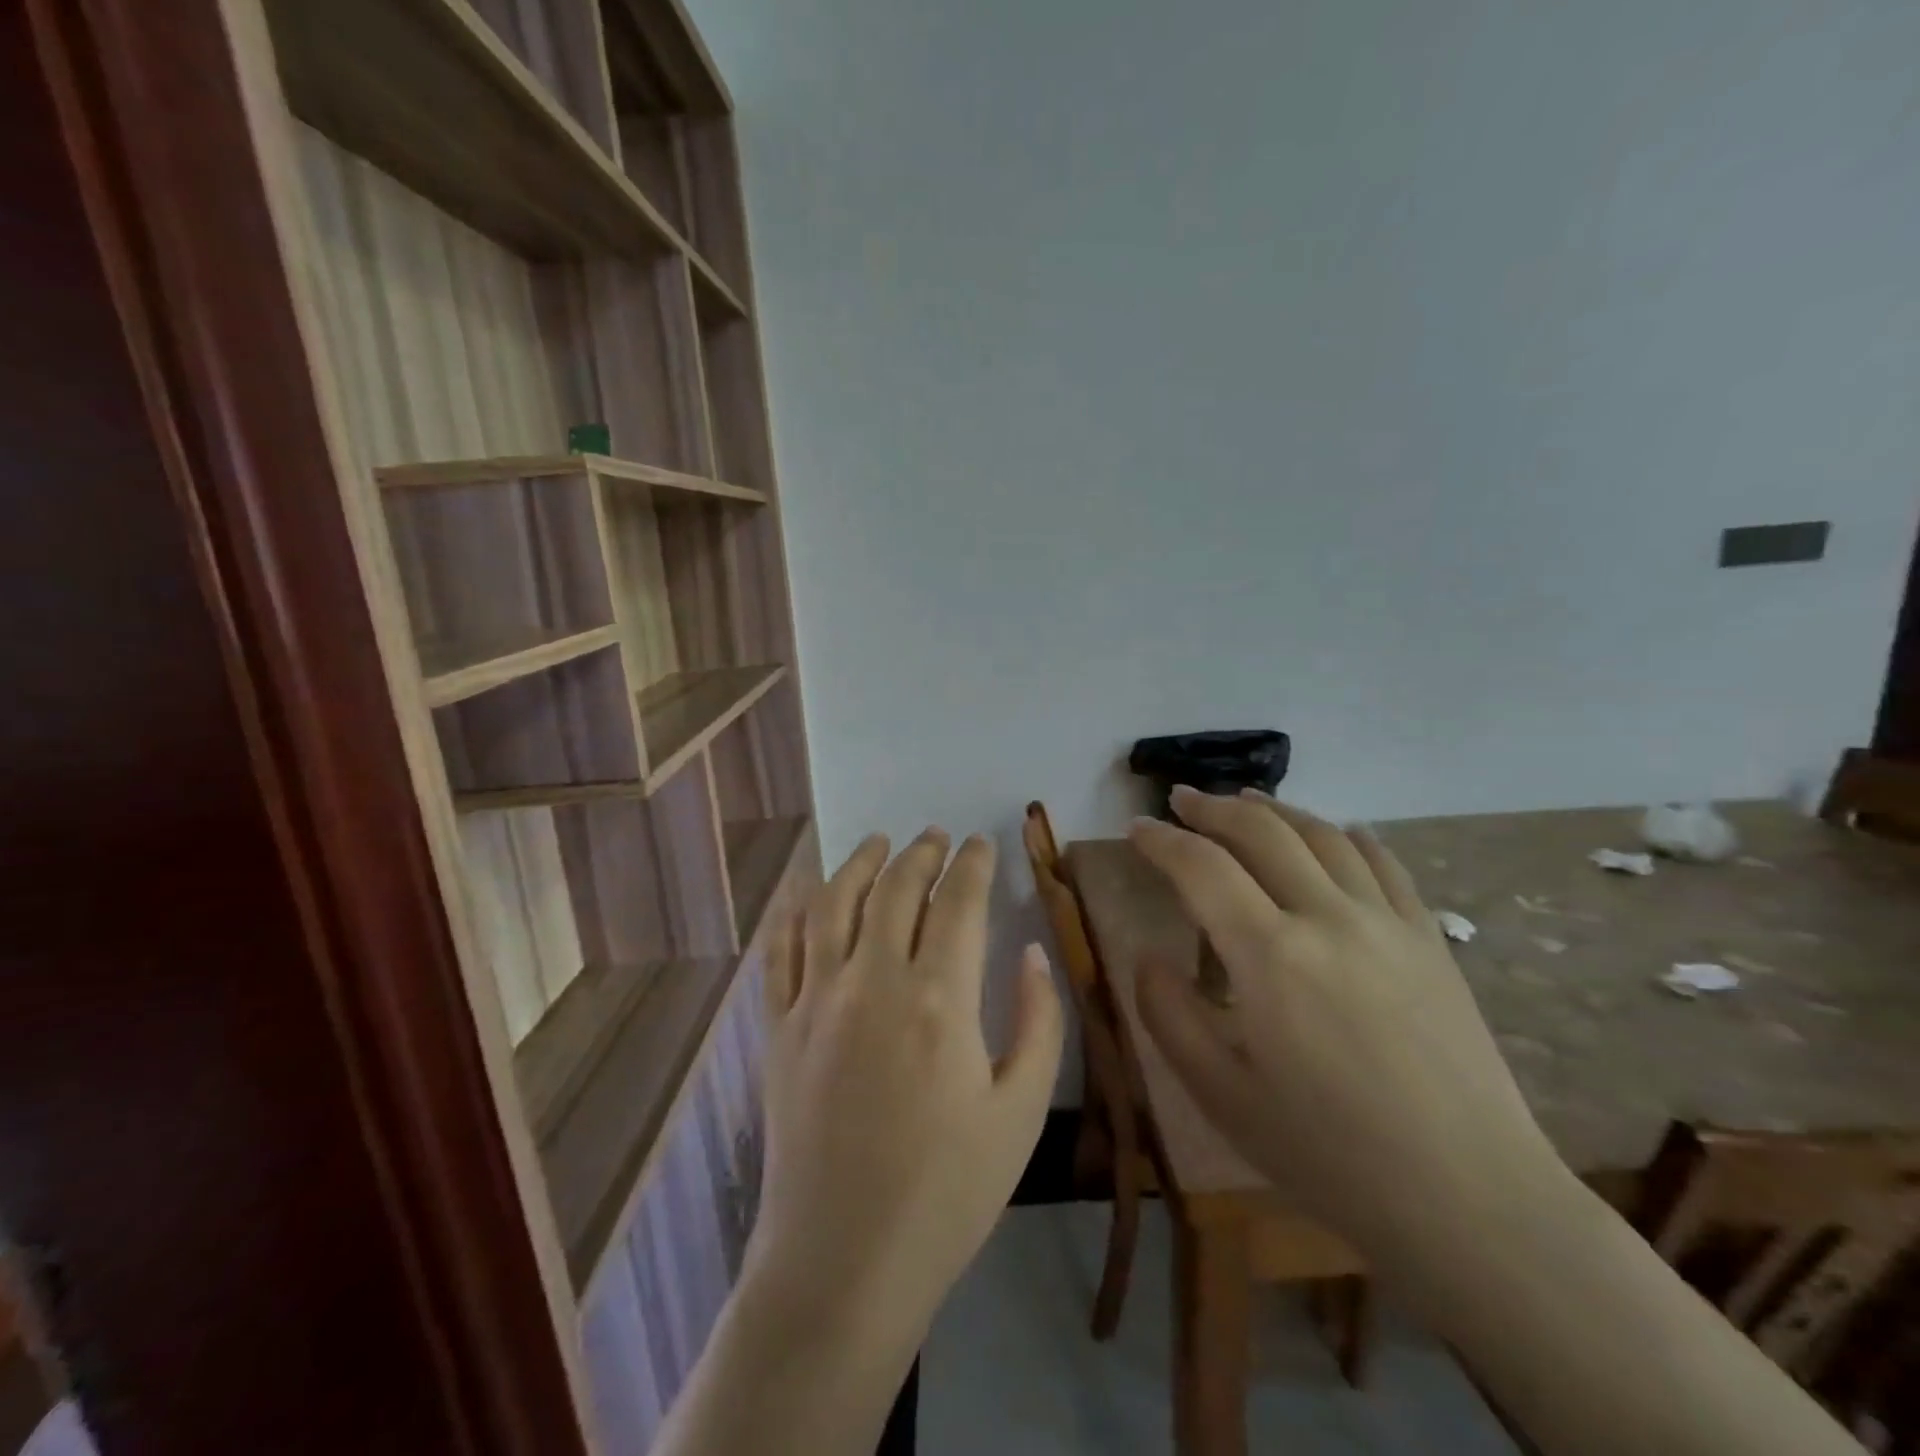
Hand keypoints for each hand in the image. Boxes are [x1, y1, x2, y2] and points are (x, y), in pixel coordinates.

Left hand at [746, 830, 1063, 1339]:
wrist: (843, 1264)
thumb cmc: (947, 1193)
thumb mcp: (1021, 1113)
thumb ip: (1039, 1022)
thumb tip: (1031, 953)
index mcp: (938, 999)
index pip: (958, 902)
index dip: (973, 864)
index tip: (980, 844)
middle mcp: (872, 981)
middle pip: (895, 889)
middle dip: (920, 854)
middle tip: (935, 838)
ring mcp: (815, 1001)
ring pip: (833, 903)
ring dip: (858, 864)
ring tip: (878, 843)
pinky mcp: (778, 1028)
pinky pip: (781, 950)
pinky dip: (796, 912)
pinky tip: (809, 896)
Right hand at [1130, 787, 1563, 1253]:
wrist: (1471, 1200)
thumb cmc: (1330, 1154)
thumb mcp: (1222, 1096)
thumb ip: (1170, 1016)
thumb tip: (1147, 957)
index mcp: (1270, 955)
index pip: (1201, 868)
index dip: (1161, 841)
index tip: (1136, 829)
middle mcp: (1328, 918)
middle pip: (1262, 832)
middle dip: (1212, 808)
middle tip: (1181, 799)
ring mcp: (1387, 923)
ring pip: (1323, 836)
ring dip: (1276, 810)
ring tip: (1246, 799)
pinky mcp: (1430, 940)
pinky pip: (1385, 864)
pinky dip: (1349, 836)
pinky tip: (1337, 832)